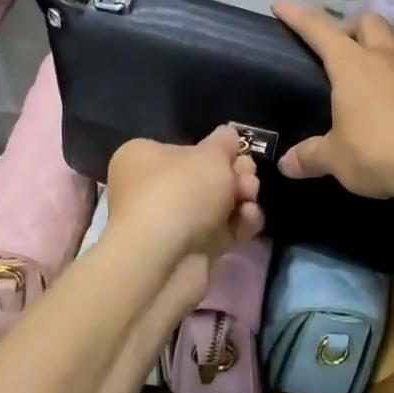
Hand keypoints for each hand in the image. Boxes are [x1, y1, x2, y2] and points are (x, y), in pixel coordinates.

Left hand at [105, 127, 264, 279]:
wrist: (164, 259)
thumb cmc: (181, 191)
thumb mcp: (211, 154)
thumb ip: (225, 142)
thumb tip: (229, 134)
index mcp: (143, 158)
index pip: (185, 149)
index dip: (216, 150)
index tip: (239, 152)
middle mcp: (150, 189)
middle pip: (205, 177)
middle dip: (235, 175)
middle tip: (248, 178)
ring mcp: (169, 223)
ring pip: (216, 205)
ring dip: (241, 198)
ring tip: (250, 198)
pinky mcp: (188, 251)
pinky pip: (220, 231)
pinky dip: (238, 224)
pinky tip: (250, 218)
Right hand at [273, 2, 393, 200]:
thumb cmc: (377, 155)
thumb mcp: (336, 160)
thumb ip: (310, 157)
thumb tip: (285, 165)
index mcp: (351, 66)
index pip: (318, 30)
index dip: (298, 16)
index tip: (281, 6)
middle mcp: (388, 55)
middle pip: (370, 21)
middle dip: (358, 28)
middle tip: (353, 48)